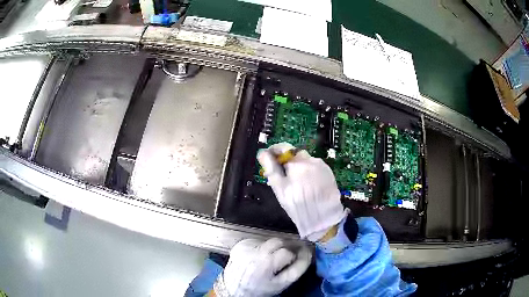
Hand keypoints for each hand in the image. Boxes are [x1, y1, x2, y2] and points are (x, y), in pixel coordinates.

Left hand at [213, 238, 311, 296]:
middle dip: (284, 247)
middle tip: (284, 257)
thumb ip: (298, 267)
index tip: (295, 258)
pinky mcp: (239, 244)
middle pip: (278, 241)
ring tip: (269, 259)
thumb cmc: (261, 288)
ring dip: (273, 247)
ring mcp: (246, 246)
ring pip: (268, 240)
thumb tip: (308, 252)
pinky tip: (258, 257)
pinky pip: (257, 241)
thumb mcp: (282, 283)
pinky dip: (261, 247)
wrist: (234, 287)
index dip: (293, 255)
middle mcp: (255, 251)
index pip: (288, 251)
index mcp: (267, 262)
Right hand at [258, 143, 346, 241]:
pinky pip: (315, 167)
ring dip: (298, 167)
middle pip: (295, 154)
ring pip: (305, 161)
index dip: (274, 151)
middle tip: (282, 176)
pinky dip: (308, 172)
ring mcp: (322, 166)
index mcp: (298, 163)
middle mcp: (311, 160)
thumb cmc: (298, 205)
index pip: (284, 148)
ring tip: (296, 184)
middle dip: (287, 162)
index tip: (269, 157)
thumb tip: (262, 153)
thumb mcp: (280, 189)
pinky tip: (307, 185)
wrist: (323, 218)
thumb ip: (271, 168)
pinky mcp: (328, 173)